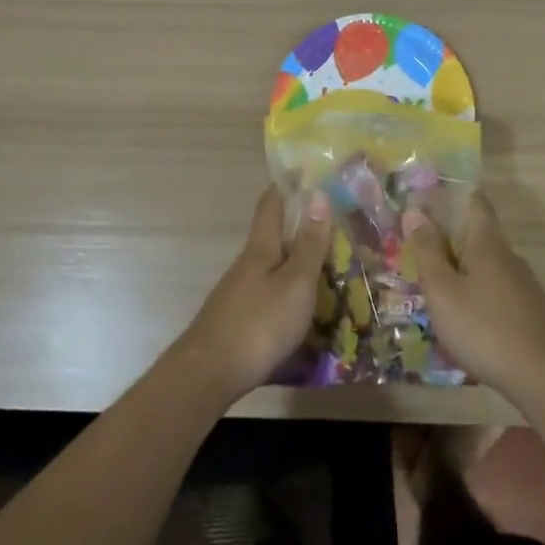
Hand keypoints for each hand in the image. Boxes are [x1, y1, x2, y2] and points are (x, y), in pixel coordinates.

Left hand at [179, 187, 331, 400]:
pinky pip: (271, 296)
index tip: (303, 170)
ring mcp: (240, 294)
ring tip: (329, 269)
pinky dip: (291, 293)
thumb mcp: (295, 284)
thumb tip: (318, 195)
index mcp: (261, 249)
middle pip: (273, 238)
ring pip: (273, 269)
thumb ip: (309, 245)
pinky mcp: (239, 321)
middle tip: (334, 225)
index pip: (271, 206)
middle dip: (299, 227)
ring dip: (297, 263)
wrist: (209, 374)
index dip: (285, 186)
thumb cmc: (259, 324)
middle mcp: (247, 266)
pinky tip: (305, 309)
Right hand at [403, 192, 544, 402]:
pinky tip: (463, 320)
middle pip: (477, 235)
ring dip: (460, 270)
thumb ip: (427, 251)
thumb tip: (415, 212)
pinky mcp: (530, 312)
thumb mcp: (443, 291)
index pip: (474, 202)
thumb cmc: (484, 329)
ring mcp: (524, 285)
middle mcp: (509, 257)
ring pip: (486, 266)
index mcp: (487, 243)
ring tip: (434, 291)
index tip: (424, 201)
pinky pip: (496, 291)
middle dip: (448, 239)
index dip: (451, 195)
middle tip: (416, 253)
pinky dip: (475, 294)